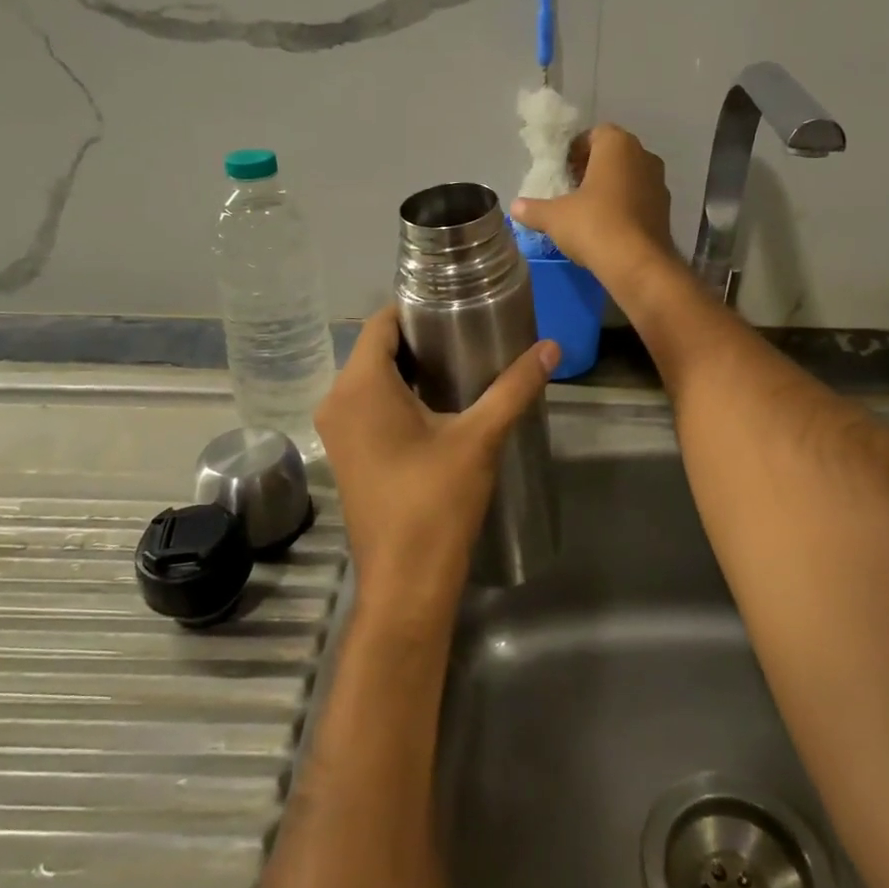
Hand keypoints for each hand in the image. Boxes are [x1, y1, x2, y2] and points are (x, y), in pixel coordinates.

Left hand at [316, 308, 558, 632]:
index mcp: (360, 386)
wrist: (405, 583)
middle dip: (419, 338)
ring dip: (409, 368)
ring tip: (461, 364)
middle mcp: (337, 401)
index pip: (380, 322)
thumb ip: (514, 387)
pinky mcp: (347, 454)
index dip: (416, 308)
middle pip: (376, 349)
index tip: (456, 305)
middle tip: (468, 333)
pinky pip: (368, 406)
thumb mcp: (479, 438)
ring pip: (372, 379)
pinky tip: (437, 404)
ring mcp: (337, 431)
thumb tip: (551, 347)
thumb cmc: (436, 502)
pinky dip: (397, 396)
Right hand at [510, 123, 675, 287]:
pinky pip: (640, 199)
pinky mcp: (666, 210)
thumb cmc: (593, 225)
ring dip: (610, 188)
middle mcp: (644, 156)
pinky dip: (625, 207)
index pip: (594, 134)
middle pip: (613, 155)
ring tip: (588, 211)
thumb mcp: (553, 217)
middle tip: (572, 190)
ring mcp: (659, 183)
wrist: (637, 264)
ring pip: (629, 177)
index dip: (575, 151)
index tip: (562, 171)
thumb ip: (533, 208)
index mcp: (617, 145)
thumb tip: (516, 207)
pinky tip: (608, 228)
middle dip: (593, 169)